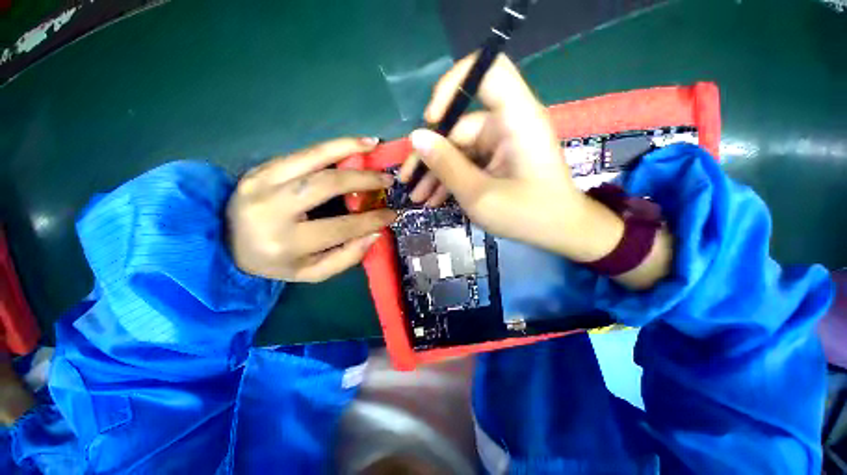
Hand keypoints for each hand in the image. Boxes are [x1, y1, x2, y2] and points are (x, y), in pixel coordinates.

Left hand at [227, 138, 395, 281]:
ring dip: (348, 149)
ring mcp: (262, 182)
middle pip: (327, 185)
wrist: (224, 243)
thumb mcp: (312, 272)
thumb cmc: (275, 262)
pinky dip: (331, 145)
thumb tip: (375, 232)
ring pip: (312, 158)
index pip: (341, 227)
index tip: (393, 214)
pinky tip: (353, 143)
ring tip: (374, 145)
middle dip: (364, 180)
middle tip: (388, 180)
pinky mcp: (261, 168)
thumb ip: (347, 257)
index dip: (372, 219)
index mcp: (286, 243)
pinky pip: (302, 153)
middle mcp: (271, 209)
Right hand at [400, 54, 623, 262]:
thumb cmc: (527, 215)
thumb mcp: (479, 195)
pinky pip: (469, 163)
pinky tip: (434, 199)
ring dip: (437, 173)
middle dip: (431, 156)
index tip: (431, 120)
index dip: (453, 86)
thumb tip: (416, 137)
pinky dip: (452, 179)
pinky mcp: (499, 160)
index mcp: (516, 119)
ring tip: (418, 197)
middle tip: (408, 181)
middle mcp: (508, 124)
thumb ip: (447, 166)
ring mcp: (502, 144)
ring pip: (460, 149)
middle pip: (460, 126)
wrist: (560, 233)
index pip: (487, 72)